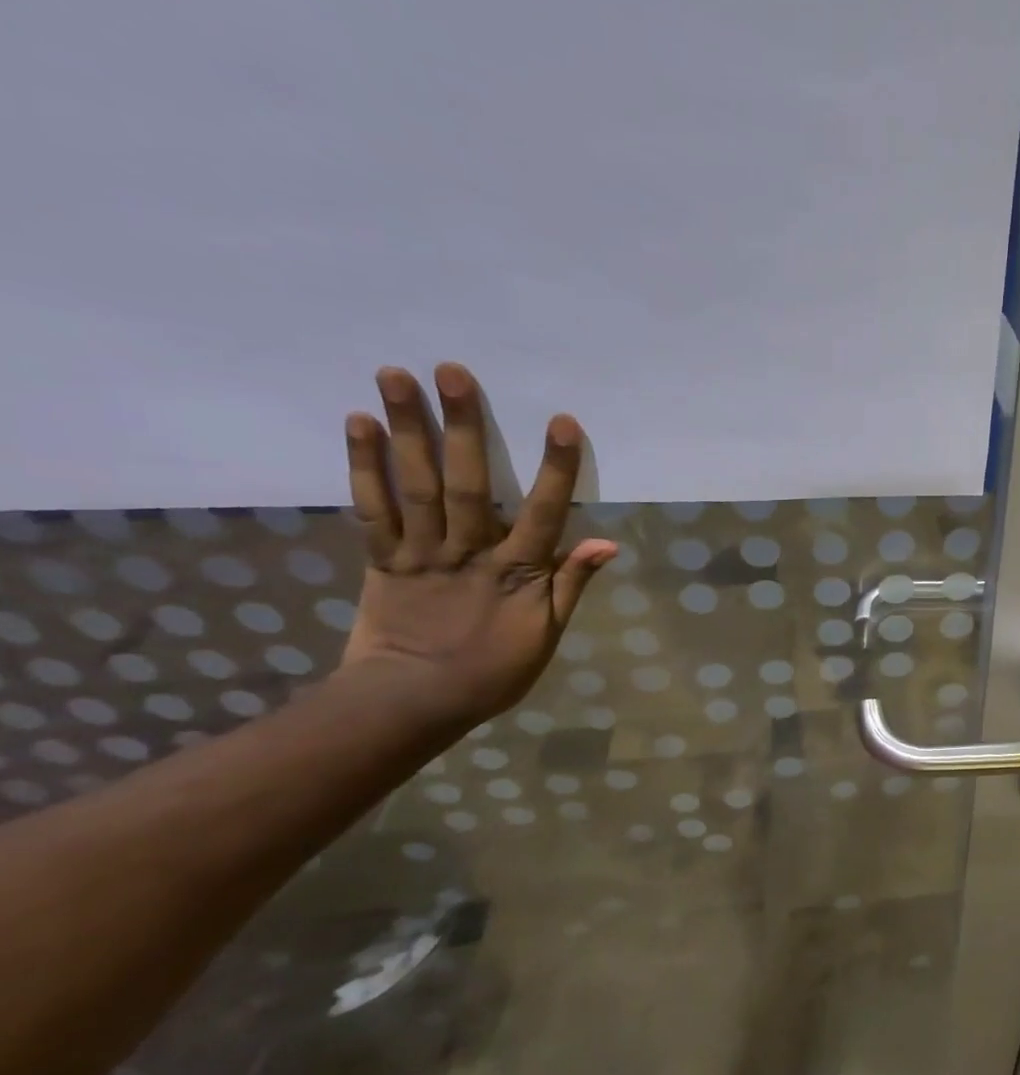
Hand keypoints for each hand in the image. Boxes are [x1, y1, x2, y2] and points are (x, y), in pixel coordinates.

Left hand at [337, 363, 617, 732]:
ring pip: (415, 486)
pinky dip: (363, 466)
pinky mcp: (381, 559)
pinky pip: (372, 508)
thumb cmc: (492, 671)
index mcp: (516, 573)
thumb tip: (607, 543)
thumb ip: (571, 585)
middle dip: (463, 427)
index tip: (562, 422)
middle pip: (467, 484)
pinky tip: (358, 424)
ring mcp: (420, 553)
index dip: (554, 469)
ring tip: (395, 375)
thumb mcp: (546, 635)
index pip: (543, 514)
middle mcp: (468, 553)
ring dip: (406, 430)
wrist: (412, 703)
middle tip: (452, 371)